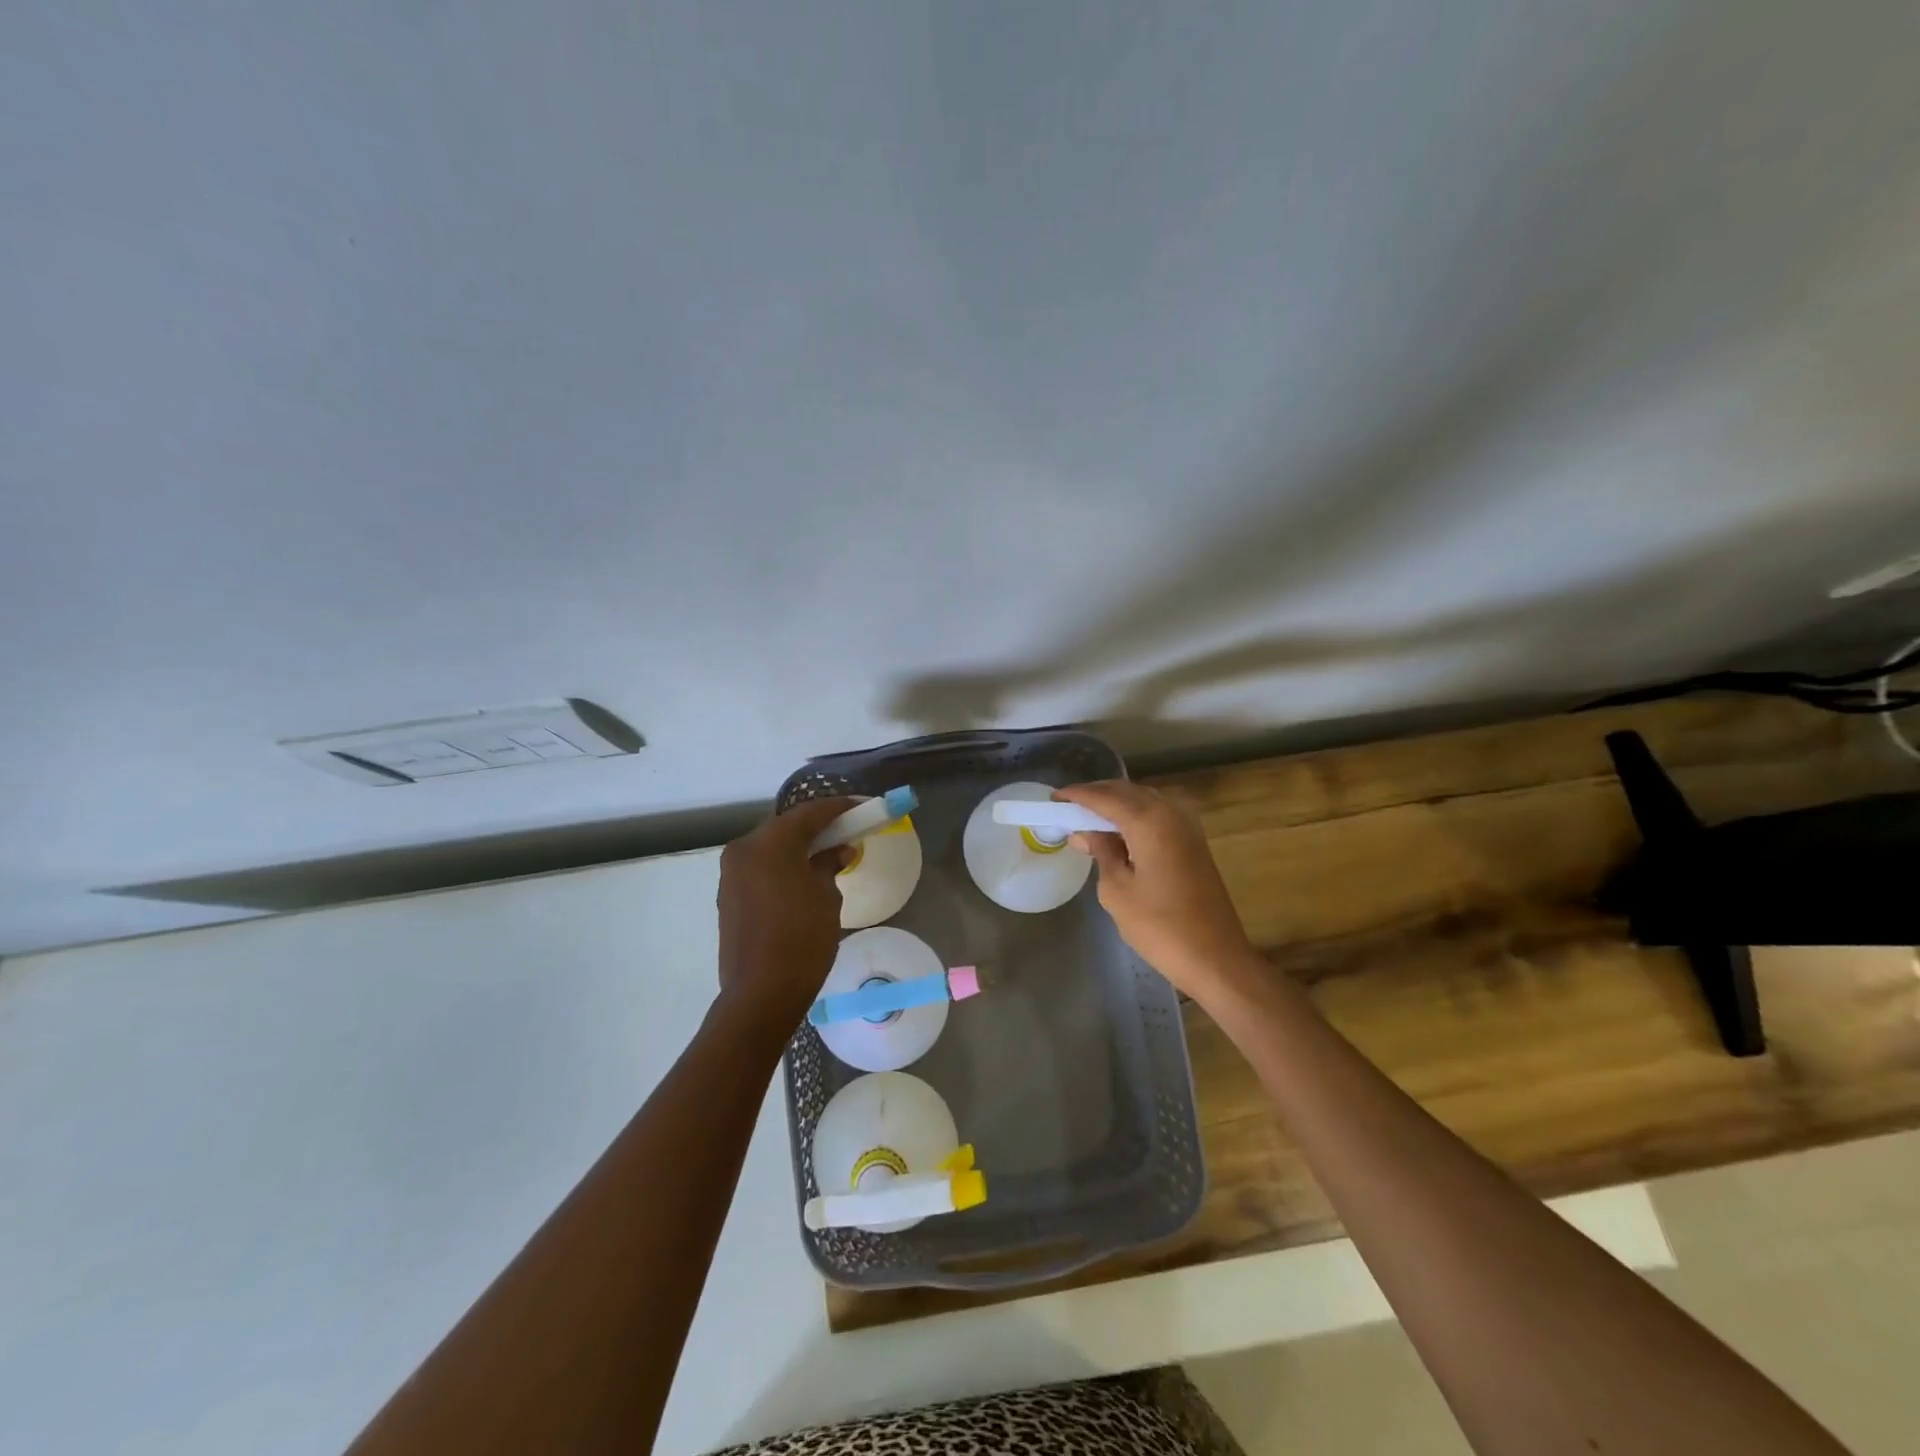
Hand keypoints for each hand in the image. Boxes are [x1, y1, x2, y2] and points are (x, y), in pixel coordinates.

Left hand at [716, 797, 857, 1034]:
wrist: (761, 993)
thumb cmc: (802, 940)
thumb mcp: (826, 897)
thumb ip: (829, 865)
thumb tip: (838, 850)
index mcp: (769, 843)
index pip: (809, 813)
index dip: (838, 808)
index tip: (861, 806)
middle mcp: (744, 849)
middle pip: (785, 826)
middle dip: (816, 826)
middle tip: (845, 828)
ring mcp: (731, 873)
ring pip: (770, 846)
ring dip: (797, 845)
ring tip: (826, 852)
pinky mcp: (728, 894)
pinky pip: (760, 866)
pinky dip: (781, 864)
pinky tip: (802, 875)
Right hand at [1056, 780, 1259, 1003]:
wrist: (1215, 957)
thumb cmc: (1159, 927)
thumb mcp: (1117, 890)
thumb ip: (1101, 852)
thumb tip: (1084, 832)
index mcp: (1149, 822)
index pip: (1105, 797)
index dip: (1077, 795)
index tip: (1054, 798)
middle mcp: (1171, 814)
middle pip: (1128, 791)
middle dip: (1097, 794)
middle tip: (1068, 806)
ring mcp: (1187, 827)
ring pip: (1145, 799)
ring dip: (1117, 802)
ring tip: (1089, 817)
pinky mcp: (1194, 842)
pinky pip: (1159, 813)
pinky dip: (1136, 814)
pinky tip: (1119, 830)